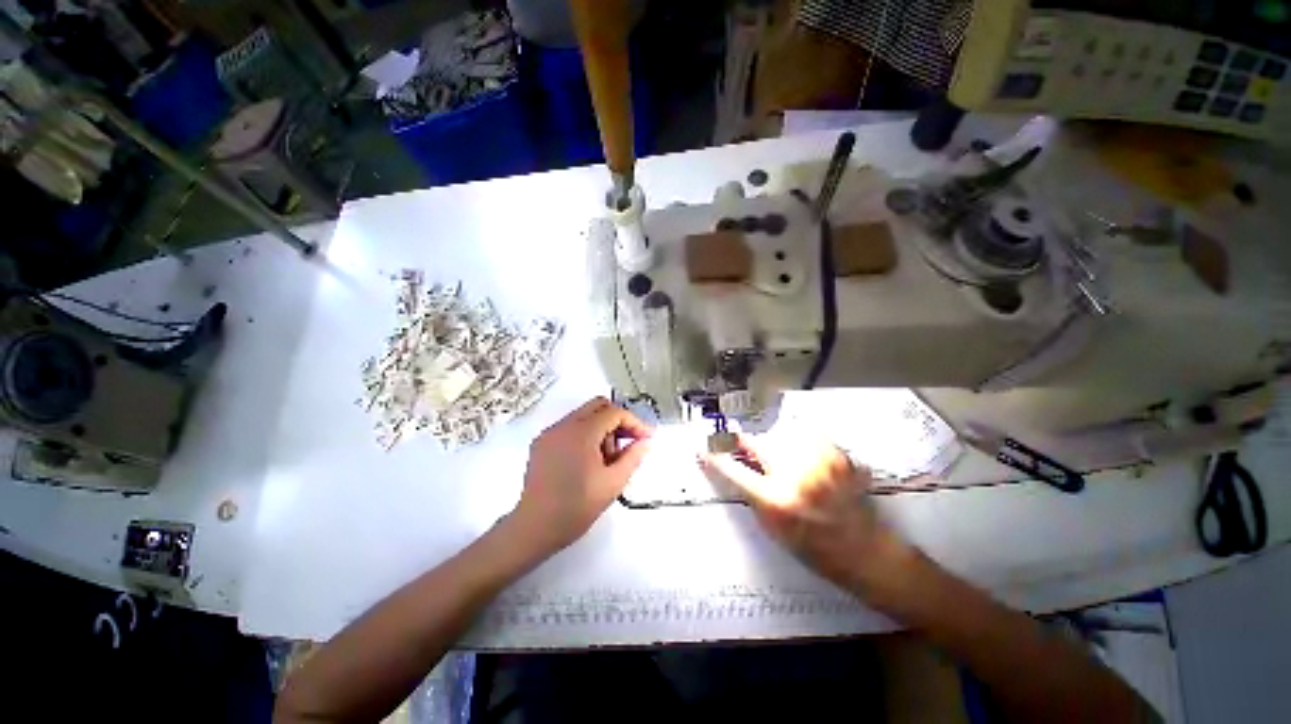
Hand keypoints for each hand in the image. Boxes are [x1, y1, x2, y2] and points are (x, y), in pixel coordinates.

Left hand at [512, 397, 652, 552]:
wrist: (534, 528)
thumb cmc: (576, 507)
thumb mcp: (613, 483)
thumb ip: (633, 457)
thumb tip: (646, 441)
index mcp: (581, 432)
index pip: (614, 412)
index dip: (634, 422)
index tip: (646, 437)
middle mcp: (563, 426)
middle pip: (598, 406)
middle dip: (617, 420)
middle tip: (628, 443)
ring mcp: (549, 433)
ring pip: (584, 415)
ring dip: (601, 428)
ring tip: (606, 459)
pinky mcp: (541, 443)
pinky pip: (569, 427)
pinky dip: (585, 435)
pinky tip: (588, 460)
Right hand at [698, 434, 905, 591]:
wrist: (864, 551)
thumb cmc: (815, 548)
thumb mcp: (773, 529)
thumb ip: (753, 494)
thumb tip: (735, 468)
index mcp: (776, 502)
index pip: (734, 472)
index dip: (715, 458)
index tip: (704, 449)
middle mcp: (795, 477)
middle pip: (756, 443)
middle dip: (745, 443)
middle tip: (741, 443)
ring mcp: (818, 463)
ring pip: (782, 434)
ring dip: (775, 443)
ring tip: (783, 459)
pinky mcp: (837, 456)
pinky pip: (807, 435)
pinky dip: (799, 441)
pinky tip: (804, 457)